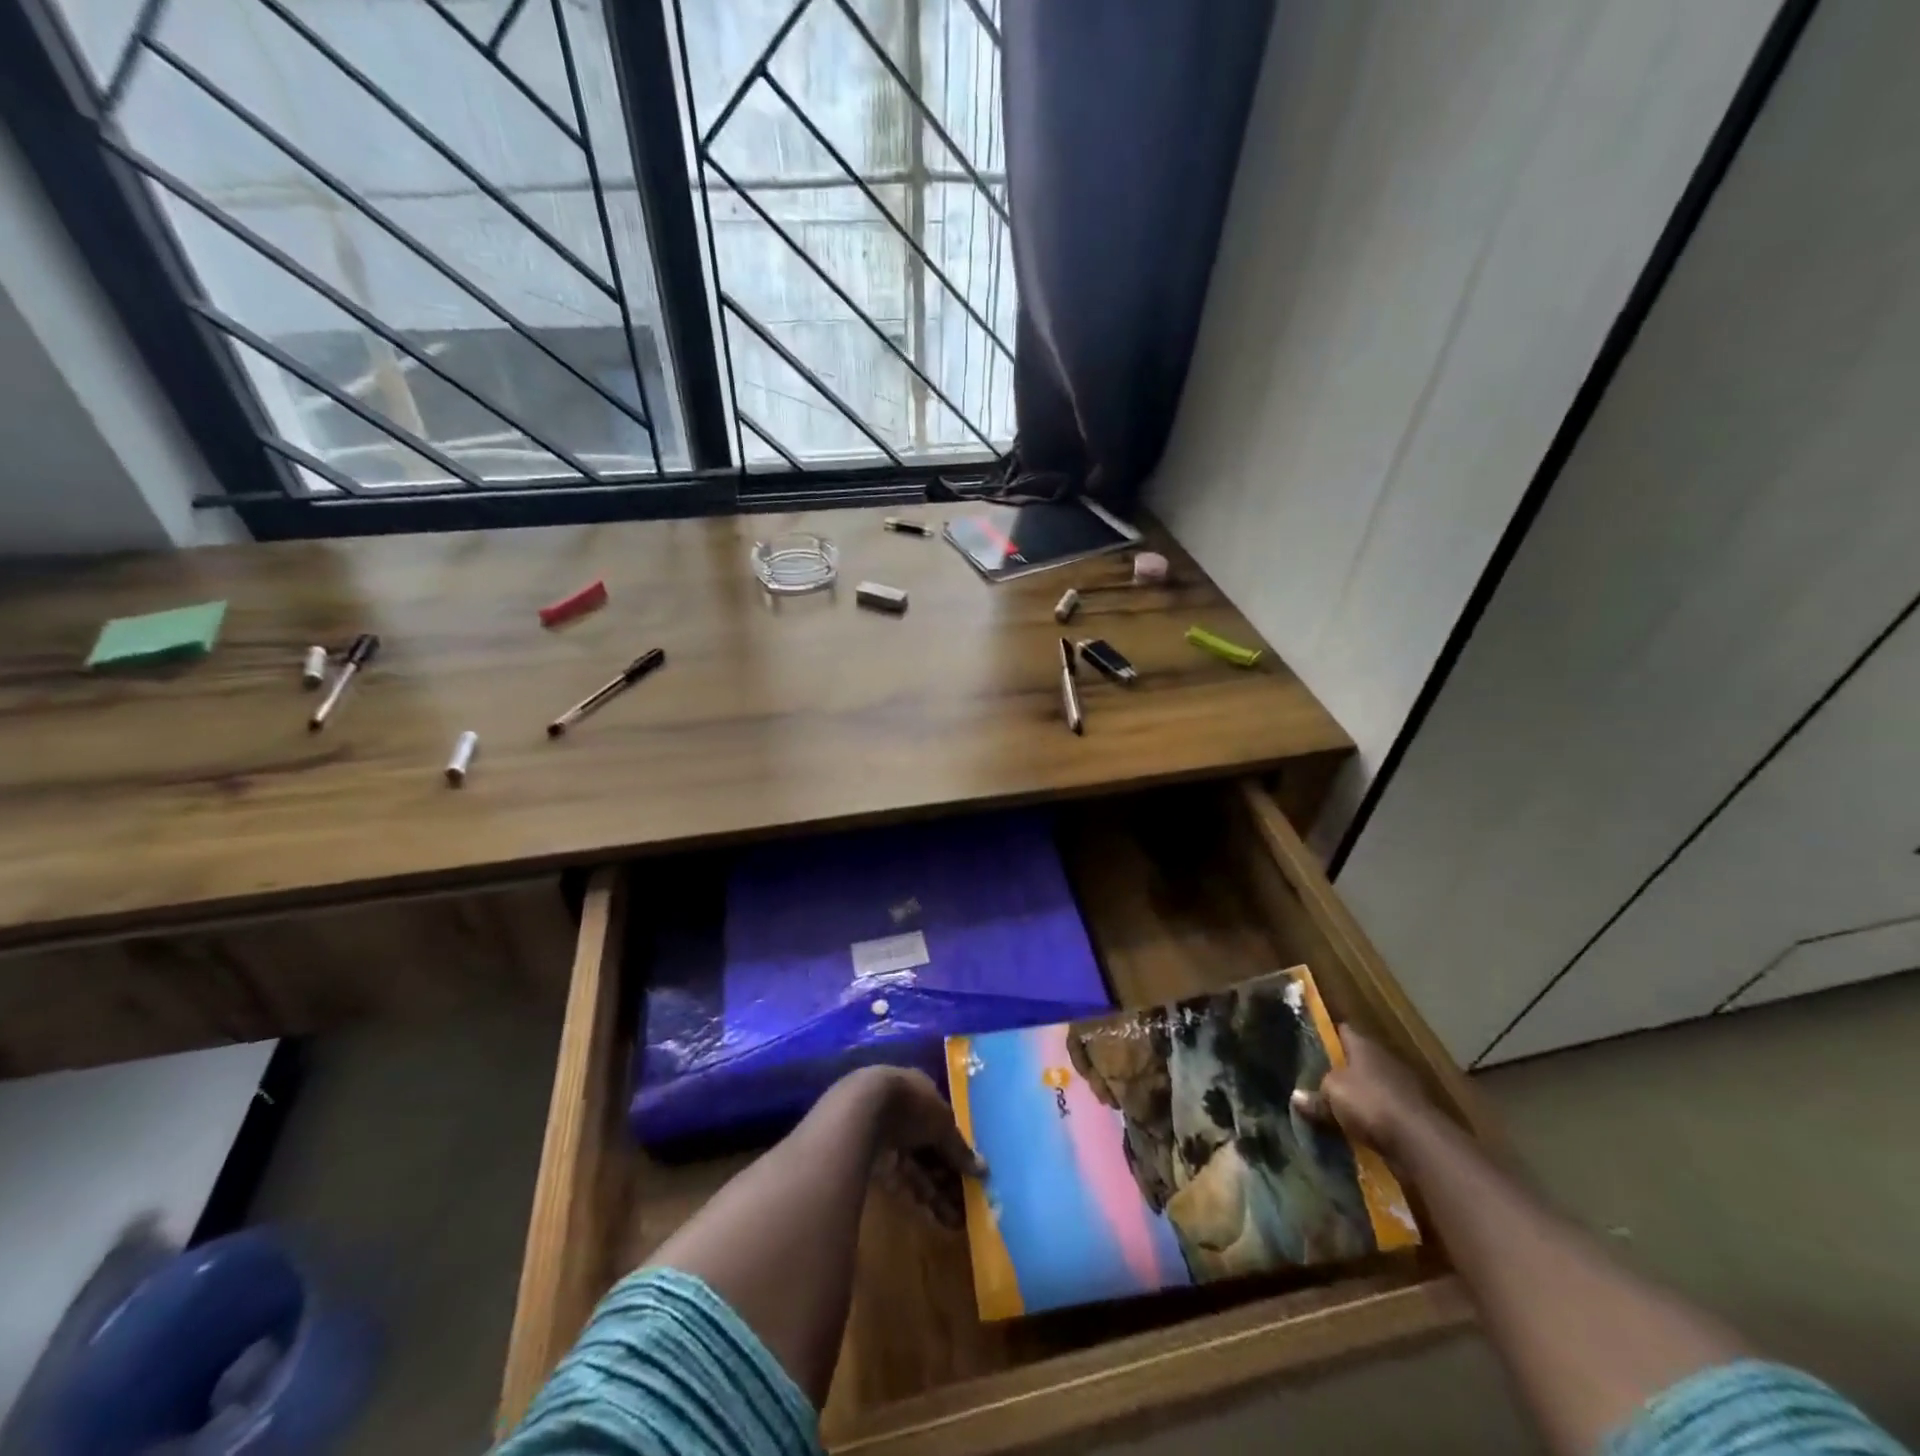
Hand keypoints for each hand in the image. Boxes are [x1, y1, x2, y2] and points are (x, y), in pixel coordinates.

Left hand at [845, 1067, 986, 1228]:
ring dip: (936, 1191)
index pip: (943, 1120)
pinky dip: (915, 1194)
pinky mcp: (870, 1158)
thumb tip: (984, 1170)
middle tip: (966, 1204)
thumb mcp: (943, 1123)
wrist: (859, 1113)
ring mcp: (885, 1133)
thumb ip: (960, 1148)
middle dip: (948, 1175)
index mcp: (920, 1089)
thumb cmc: (910, 1105)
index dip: (957, 1147)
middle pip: (929, 1145)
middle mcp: (903, 1109)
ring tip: (955, 1221)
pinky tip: (932, 1213)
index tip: (972, 1173)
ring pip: (915, 1165)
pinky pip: (899, 1178)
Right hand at [1291, 1025, 1434, 1159]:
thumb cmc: (1369, 1102)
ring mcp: (1401, 1087)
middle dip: (1339, 1069)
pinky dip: (1371, 1119)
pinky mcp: (1412, 1115)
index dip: (1325, 1036)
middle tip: (1314, 1078)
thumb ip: (1313, 1096)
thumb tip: (1296, 1097)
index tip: (1308, 1043)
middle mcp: (1384, 1060)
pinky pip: (1383, 1112)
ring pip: (1370, 1086)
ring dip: (1357, 1096)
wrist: (1419, 1142)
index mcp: (1364, 1045)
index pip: (1342, 1030)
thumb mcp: (1331, 1095)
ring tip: (1332, 1106)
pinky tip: (1354, 1128)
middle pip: (1356, 1059)